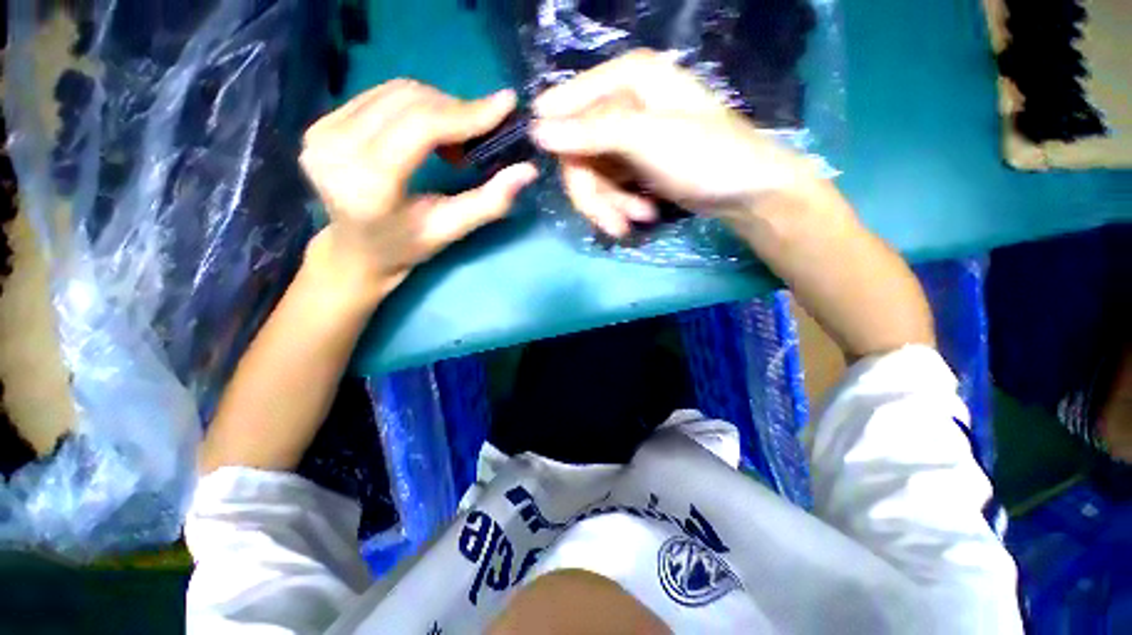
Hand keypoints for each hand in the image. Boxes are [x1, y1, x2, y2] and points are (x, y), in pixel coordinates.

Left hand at [299, 80, 537, 297]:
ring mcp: (321, 132)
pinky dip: (416, 107)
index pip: (420, 127)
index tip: (504, 105)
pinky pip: (380, 96)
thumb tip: (528, 171)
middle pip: (409, 102)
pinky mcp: (320, 123)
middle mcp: (335, 149)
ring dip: (438, 108)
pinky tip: (429, 133)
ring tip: (456, 141)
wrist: (355, 251)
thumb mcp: (451, 230)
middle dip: (457, 111)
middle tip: (483, 133)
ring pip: (396, 92)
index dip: (466, 113)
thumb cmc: (406, 247)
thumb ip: (490, 202)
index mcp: (368, 184)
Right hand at [530, 49, 819, 237]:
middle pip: (577, 152)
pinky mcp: (632, 164)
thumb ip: (591, 131)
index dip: (562, 147)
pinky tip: (643, 215)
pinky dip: (621, 206)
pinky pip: (608, 187)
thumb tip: (535, 130)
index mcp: (626, 79)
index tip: (573, 184)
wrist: (744, 192)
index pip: (566, 108)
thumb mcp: (646, 139)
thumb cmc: (705, 156)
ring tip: (635, 221)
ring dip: (610, 206)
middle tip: (610, 223)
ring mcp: (626, 137)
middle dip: (593, 194)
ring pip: (591, 176)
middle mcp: (621, 103)